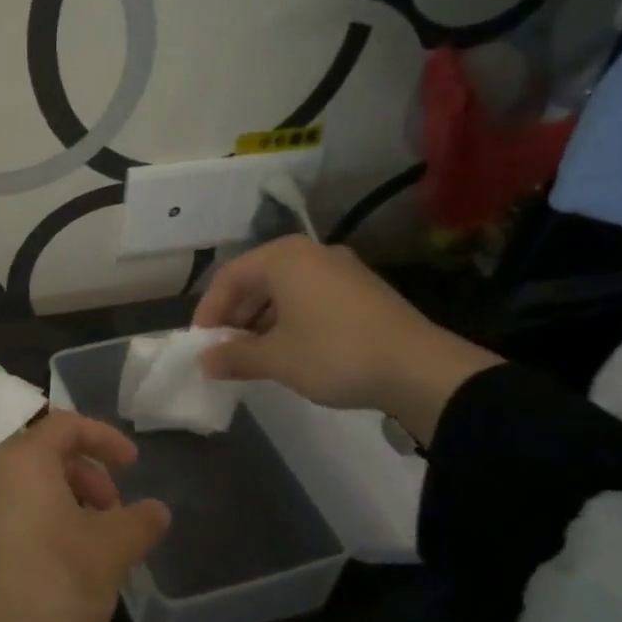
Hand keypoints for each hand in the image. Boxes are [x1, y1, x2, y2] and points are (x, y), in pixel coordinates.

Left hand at [0, 411, 168, 621]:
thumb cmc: (53, 587)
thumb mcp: (111, 553)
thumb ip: (139, 522)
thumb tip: (156, 510)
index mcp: (21, 462)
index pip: (66, 425)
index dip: (105, 438)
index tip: (133, 465)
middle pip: (44, 454)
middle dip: (87, 474)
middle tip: (114, 511)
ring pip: (26, 486)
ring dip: (66, 500)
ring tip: (93, 541)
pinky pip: (9, 513)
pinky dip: (40, 521)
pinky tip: (61, 563)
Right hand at [192, 235, 501, 443]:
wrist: (419, 368)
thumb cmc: (334, 353)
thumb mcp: (277, 359)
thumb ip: (235, 357)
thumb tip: (205, 362)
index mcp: (283, 257)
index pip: (229, 276)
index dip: (209, 311)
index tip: (201, 344)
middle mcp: (311, 253)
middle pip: (257, 279)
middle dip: (235, 316)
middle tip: (224, 351)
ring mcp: (341, 269)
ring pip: (285, 290)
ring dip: (261, 321)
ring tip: (254, 356)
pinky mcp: (362, 290)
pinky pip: (310, 298)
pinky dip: (290, 320)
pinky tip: (290, 351)